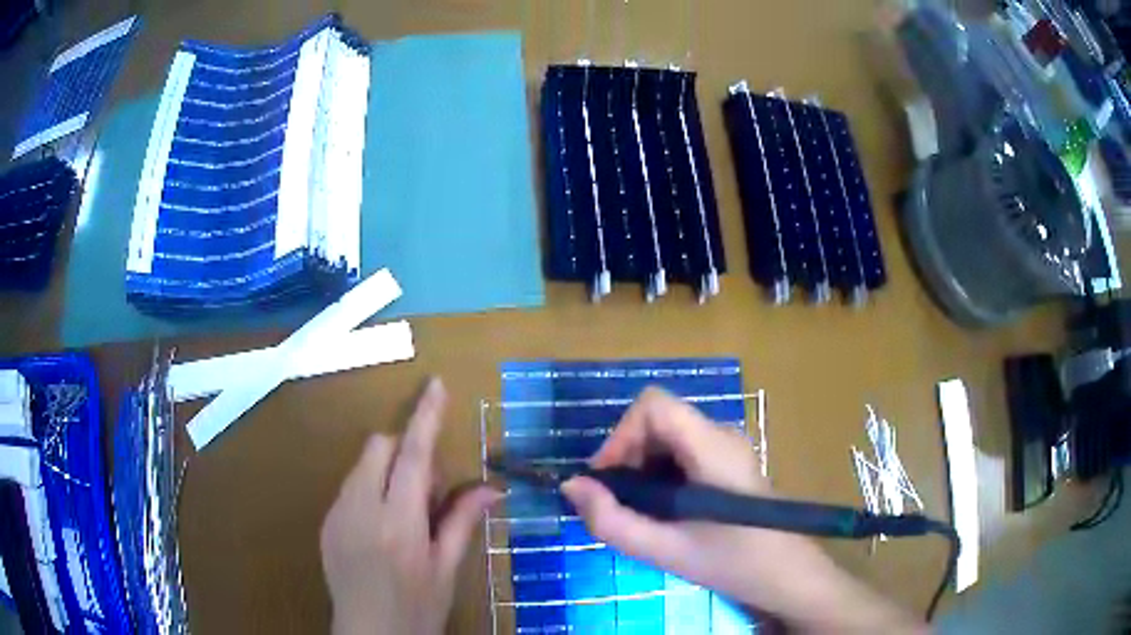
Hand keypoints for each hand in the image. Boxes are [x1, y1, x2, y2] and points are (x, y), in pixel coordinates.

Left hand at [320, 378, 500, 634]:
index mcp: (399, 524)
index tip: (435, 385)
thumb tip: (493, 487)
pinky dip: (371, 488)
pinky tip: (382, 526)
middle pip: (380, 447)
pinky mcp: (326, 522)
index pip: (414, 457)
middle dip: (407, 451)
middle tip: (429, 491)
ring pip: (363, 464)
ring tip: (405, 512)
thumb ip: (463, 520)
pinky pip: (350, 485)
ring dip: (389, 470)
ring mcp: (337, 514)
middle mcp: (361, 509)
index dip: (427, 417)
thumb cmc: (416, 609)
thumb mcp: (446, 569)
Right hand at [561, 387, 924, 632]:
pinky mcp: (726, 462)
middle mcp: (720, 435)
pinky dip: (658, 475)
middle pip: (657, 420)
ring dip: (640, 468)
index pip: (654, 404)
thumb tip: (571, 486)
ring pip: (666, 437)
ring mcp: (726, 447)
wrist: (786, 574)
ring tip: (637, 512)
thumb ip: (612, 521)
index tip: (606, 479)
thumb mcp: (666, 550)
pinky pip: (680, 453)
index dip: (620, 434)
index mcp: (712, 446)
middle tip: (616, 503)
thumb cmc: (733, 562)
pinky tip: (661, 510)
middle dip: (626, 456)